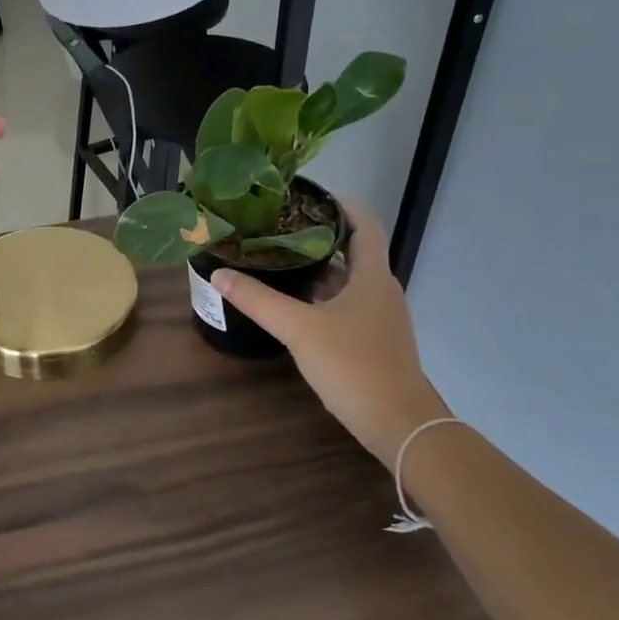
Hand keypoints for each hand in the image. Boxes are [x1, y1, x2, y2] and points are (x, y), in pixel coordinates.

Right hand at [211, 204, 449, 464]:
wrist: (398, 424)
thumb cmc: (353, 364)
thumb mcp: (299, 328)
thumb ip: (258, 300)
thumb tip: (219, 274)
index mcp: (372, 275)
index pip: (364, 224)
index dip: (341, 204)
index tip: (308, 195)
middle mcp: (382, 290)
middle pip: (354, 250)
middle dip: (319, 236)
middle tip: (279, 228)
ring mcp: (381, 318)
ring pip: (349, 281)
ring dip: (320, 268)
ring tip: (281, 260)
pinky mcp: (375, 342)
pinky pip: (348, 305)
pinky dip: (324, 297)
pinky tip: (296, 306)